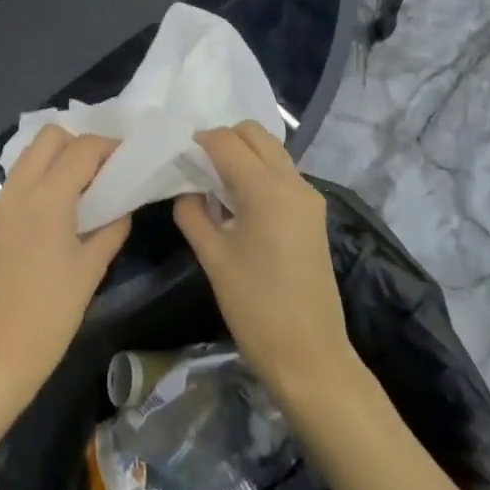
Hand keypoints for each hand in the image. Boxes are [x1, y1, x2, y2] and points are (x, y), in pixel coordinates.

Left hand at [0, 127, 131, 400]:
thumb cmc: (51, 315)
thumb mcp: (91, 271)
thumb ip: (111, 230)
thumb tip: (121, 207)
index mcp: (46, 199)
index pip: (82, 149)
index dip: (109, 147)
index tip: (128, 160)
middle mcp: (17, 190)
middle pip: (49, 137)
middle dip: (79, 144)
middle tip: (102, 172)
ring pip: (29, 157)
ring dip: (57, 160)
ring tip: (81, 190)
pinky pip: (16, 183)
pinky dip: (39, 181)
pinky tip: (55, 214)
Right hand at [172, 122, 351, 395]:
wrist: (309, 354)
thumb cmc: (255, 307)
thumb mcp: (212, 257)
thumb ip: (192, 213)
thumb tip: (186, 189)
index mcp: (267, 190)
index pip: (226, 141)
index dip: (198, 141)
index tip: (176, 157)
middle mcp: (293, 183)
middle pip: (255, 134)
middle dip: (223, 139)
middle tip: (196, 166)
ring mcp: (309, 198)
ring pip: (271, 151)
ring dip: (242, 155)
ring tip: (213, 184)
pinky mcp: (313, 214)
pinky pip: (282, 174)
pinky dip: (257, 173)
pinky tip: (236, 202)